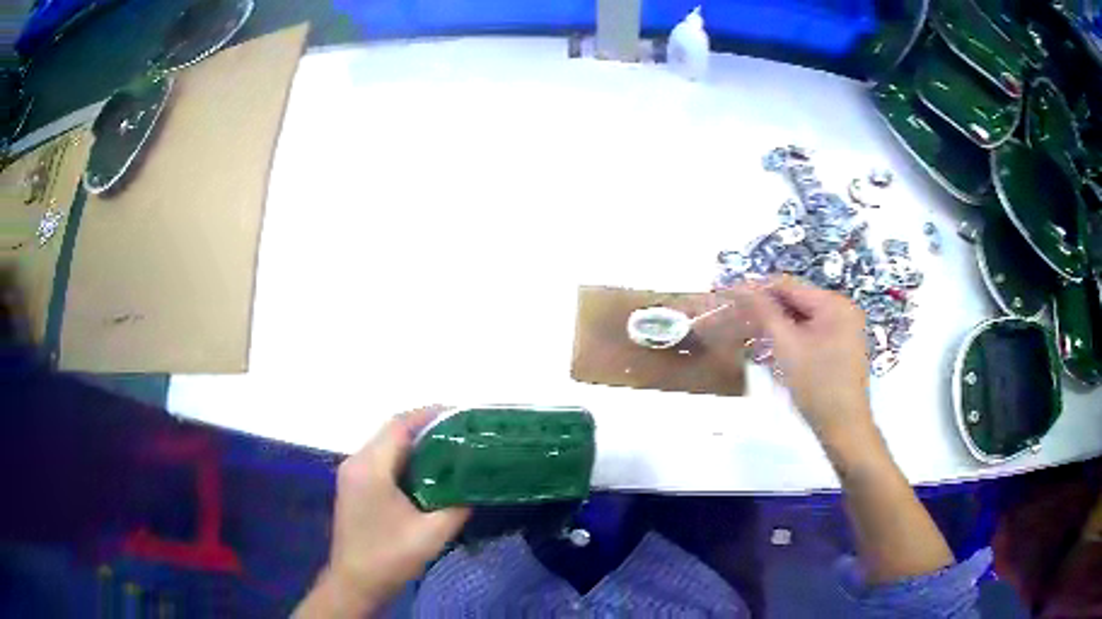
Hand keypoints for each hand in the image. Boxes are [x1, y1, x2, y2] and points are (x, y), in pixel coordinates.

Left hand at [295, 407, 469, 617]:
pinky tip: (427, 472)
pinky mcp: (353, 487)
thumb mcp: (432, 534)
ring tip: (450, 448)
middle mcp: (356, 462)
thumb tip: (475, 485)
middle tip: (462, 433)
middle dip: (426, 428)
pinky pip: (380, 461)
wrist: (355, 582)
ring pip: (386, 446)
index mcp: (370, 468)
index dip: (430, 414)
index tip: (461, 414)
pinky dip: (404, 459)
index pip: (400, 426)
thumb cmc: (390, 557)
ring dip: (415, 443)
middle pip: (392, 432)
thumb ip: (457, 505)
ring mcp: (351, 474)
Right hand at [732, 276, 872, 441]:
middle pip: (797, 302)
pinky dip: (793, 339)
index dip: (759, 290)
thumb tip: (743, 288)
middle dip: (769, 311)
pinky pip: (813, 334)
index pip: (789, 286)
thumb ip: (765, 313)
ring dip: (779, 327)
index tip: (732, 297)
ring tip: (753, 339)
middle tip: (740, 322)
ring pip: (803, 319)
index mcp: (834, 304)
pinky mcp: (843, 347)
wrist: (844, 427)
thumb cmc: (816, 386)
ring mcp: (846, 329)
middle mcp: (844, 310)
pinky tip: (775, 352)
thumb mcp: (787, 347)